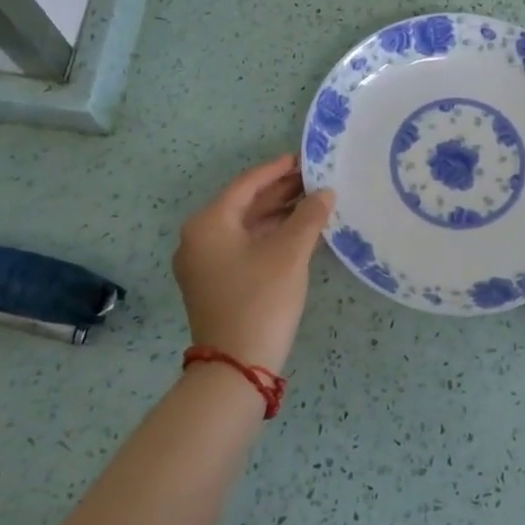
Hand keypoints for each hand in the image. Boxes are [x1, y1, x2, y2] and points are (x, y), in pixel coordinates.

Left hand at [173, 154, 335, 372]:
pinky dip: (270, 237)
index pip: (247, 184)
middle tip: (316, 180)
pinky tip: (300, 233)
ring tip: (314, 203)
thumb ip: (309, 217)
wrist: (237, 366)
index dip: (278, 169)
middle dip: (281, 192)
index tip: (305, 158)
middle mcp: (199, 238)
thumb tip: (325, 193)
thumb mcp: (290, 254)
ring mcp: (204, 263)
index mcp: (208, 223)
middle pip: (245, 205)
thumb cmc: (261, 300)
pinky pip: (244, 247)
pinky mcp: (215, 283)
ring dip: (278, 215)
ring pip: (246, 227)